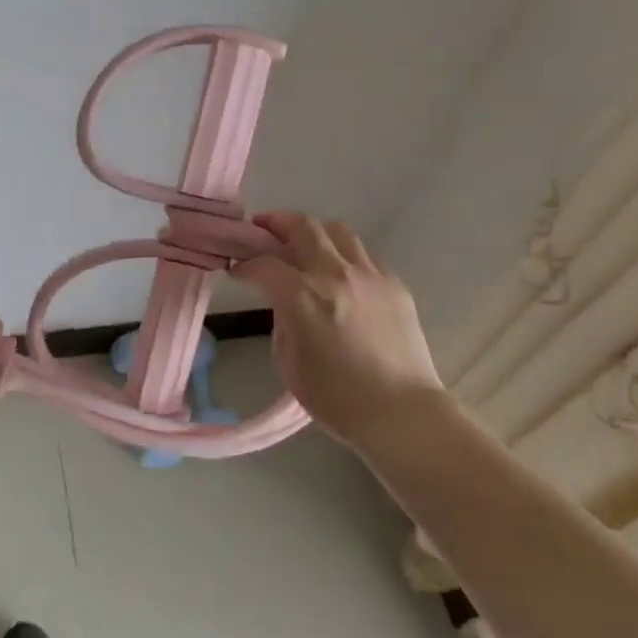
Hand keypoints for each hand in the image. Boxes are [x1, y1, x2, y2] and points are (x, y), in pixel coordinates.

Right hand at [232, 212, 443, 445]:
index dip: (245, 265)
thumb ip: (282, 321)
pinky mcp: (395, 285)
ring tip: (303, 244)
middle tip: (262, 230)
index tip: (237, 270)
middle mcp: (336, 274)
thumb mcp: (289, 361)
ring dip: (313, 232)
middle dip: (276, 224)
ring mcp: (370, 276)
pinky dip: (344, 255)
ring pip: (337, 231)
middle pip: (302, 227)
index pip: (264, 264)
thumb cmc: (336, 398)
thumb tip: (285, 301)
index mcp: (303, 296)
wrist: (401, 414)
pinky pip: (364, 255)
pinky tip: (339, 274)